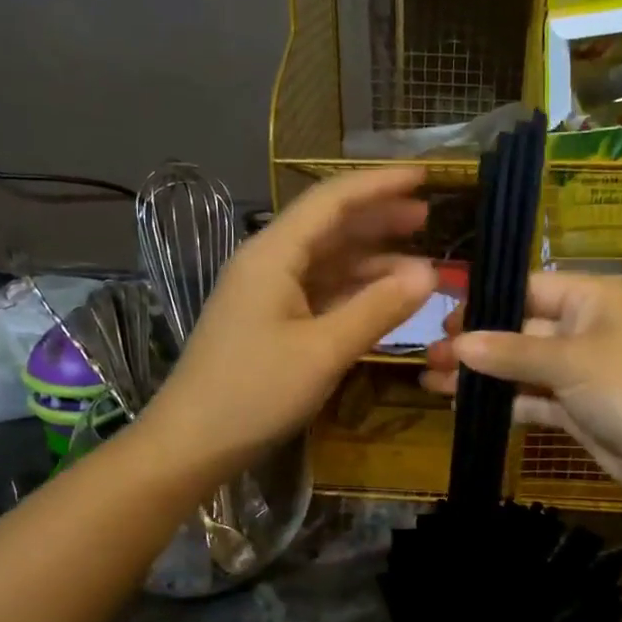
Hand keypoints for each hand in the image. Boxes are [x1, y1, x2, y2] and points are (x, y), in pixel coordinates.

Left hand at [144, 167, 435, 470]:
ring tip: (419, 261)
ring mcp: (268, 294)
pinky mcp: (270, 322)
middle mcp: (268, 263)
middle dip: (379, 219)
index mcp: (273, 254)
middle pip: (330, 227)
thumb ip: (378, 308)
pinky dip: (354, 291)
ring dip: (372, 259)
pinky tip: (384, 298)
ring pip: (327, 261)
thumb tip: (430, 273)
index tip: (424, 177)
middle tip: (428, 219)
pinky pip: (320, 292)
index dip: (379, 184)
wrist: (190, 444)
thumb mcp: (324, 351)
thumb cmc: (253, 392)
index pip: (332, 200)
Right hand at [422, 271, 621, 504]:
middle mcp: (584, 328)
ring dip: (481, 375)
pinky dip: (504, 402)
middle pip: (519, 330)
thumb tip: (457, 344)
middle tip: (428, 355)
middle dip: (475, 344)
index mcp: (591, 298)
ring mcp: (581, 371)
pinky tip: (463, 405)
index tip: (443, 319)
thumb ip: (510, 352)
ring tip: (431, 381)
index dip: (486, 303)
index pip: (528, 289)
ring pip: (522, 367)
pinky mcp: (577, 408)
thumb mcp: (569, 362)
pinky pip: (533, 398)